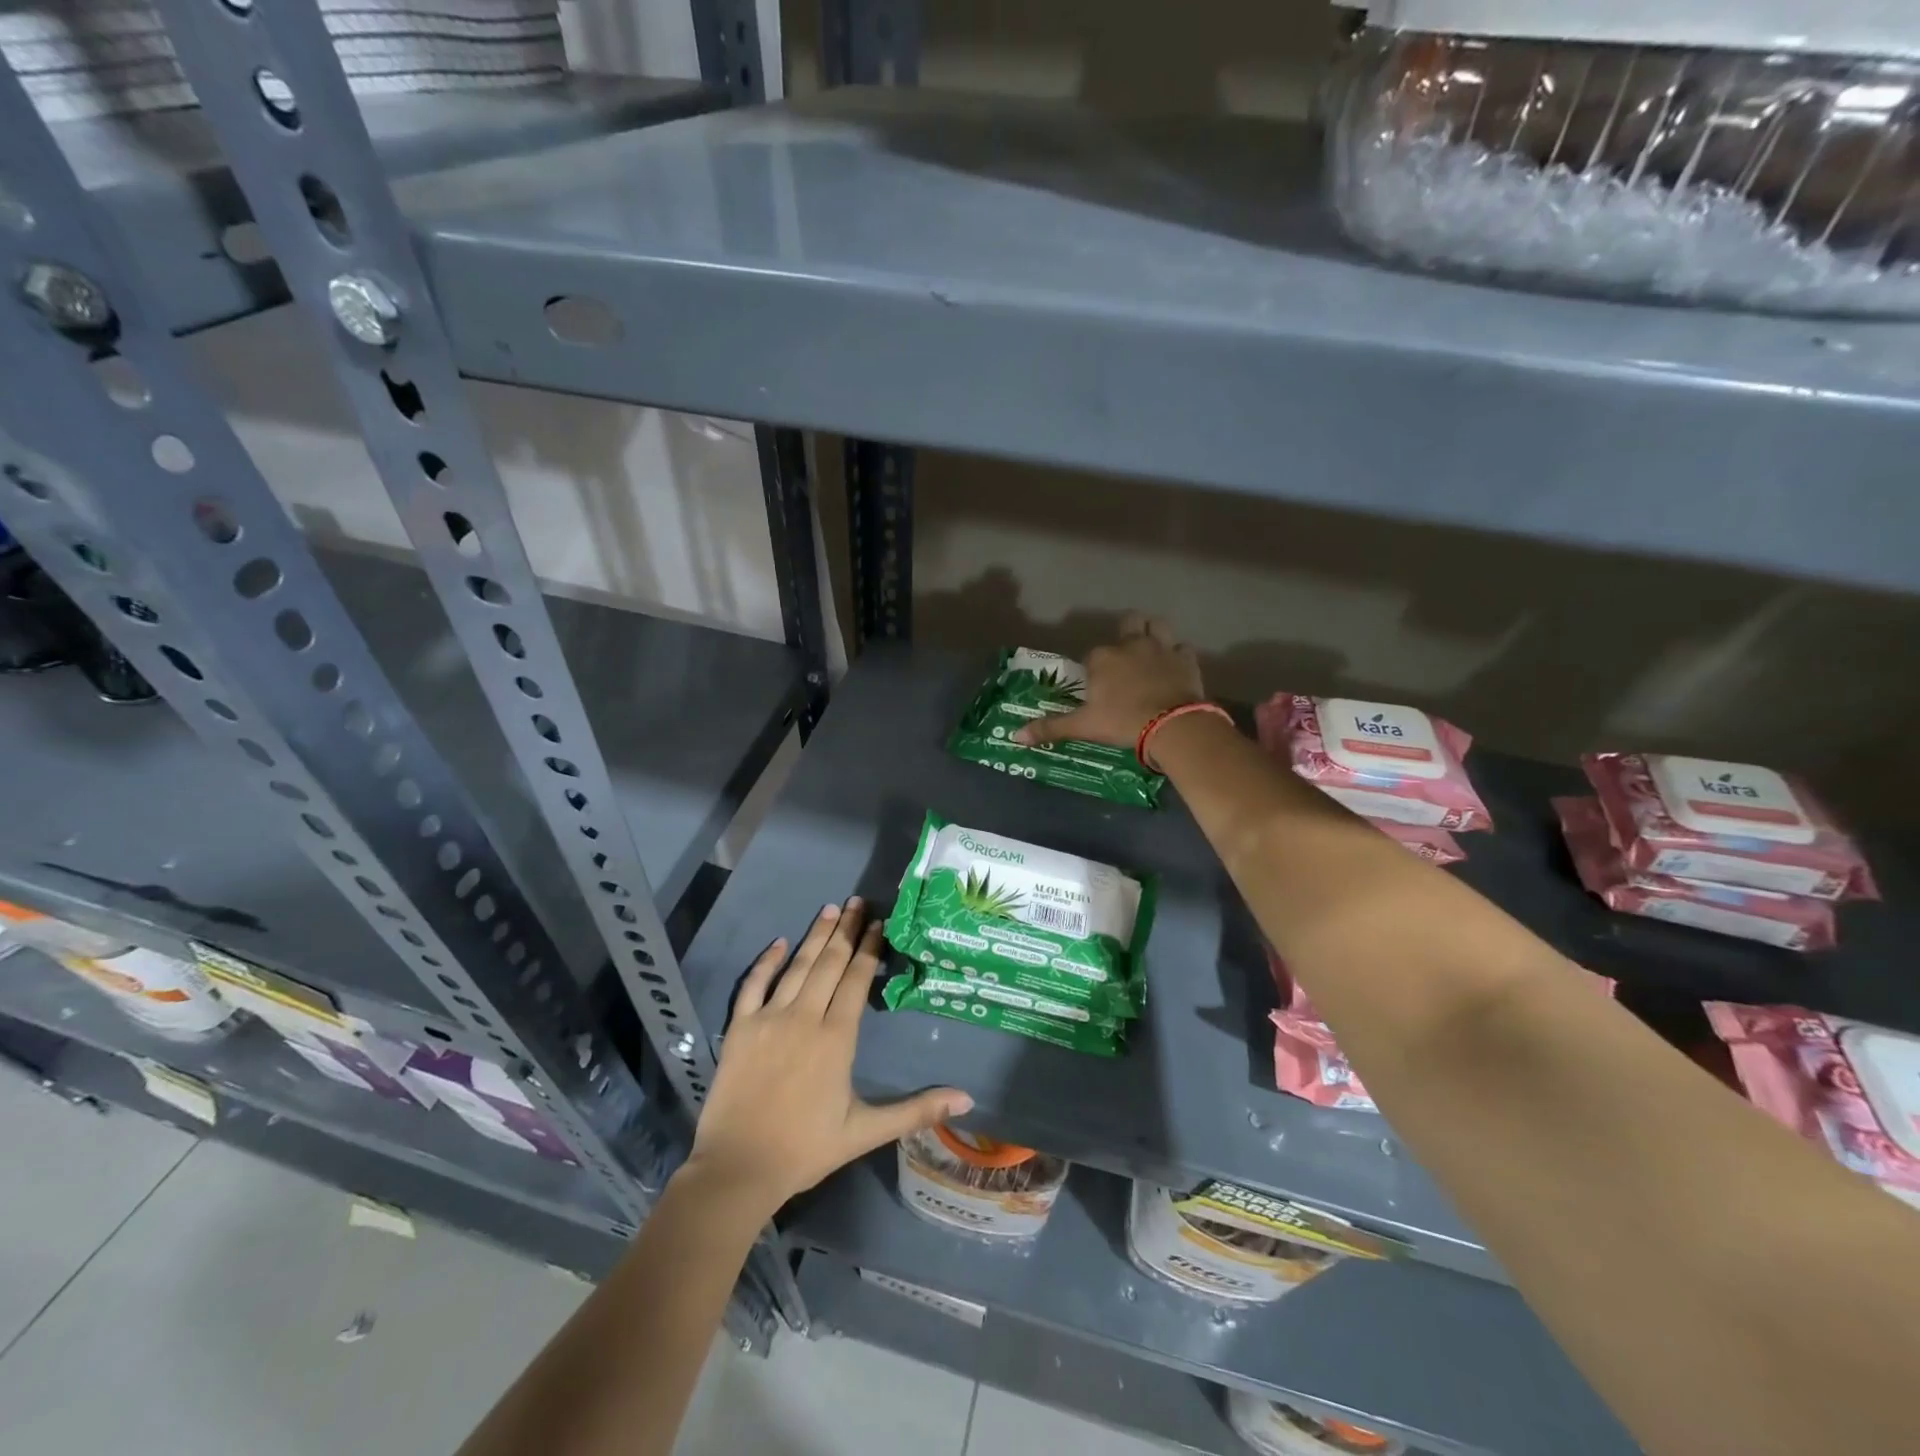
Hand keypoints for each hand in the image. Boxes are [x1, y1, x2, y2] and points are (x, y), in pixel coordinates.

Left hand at [685, 899, 972, 1214]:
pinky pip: (753, 984)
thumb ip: (916, 1110)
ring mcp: (769, 1018)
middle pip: (830, 962)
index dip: (869, 948)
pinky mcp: (740, 1027)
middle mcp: (804, 1016)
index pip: (857, 979)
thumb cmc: (806, 1149)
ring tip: (830, 909)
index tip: (879, 922)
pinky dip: (766, 961)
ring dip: (815, 936)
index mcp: (836, 1037)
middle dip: (846, 930)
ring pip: (797, 966)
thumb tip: (967, 1100)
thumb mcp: (866, 1131)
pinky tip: (779, 942)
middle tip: (858, 901)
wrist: (738, 1168)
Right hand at [1014, 613, 1204, 749]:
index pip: (1093, 655)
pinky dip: (1177, 656)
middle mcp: (1131, 644)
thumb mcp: (1083, 726)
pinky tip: (1174, 669)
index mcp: (1103, 658)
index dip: (1094, 667)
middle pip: (1128, 623)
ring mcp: (1161, 648)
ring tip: (1150, 650)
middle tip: (1125, 657)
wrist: (1171, 725)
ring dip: (1153, 632)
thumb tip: (1015, 736)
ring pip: (1158, 624)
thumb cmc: (1122, 722)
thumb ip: (1050, 728)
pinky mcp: (1186, 659)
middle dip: (1126, 634)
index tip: (1096, 685)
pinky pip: (1182, 648)